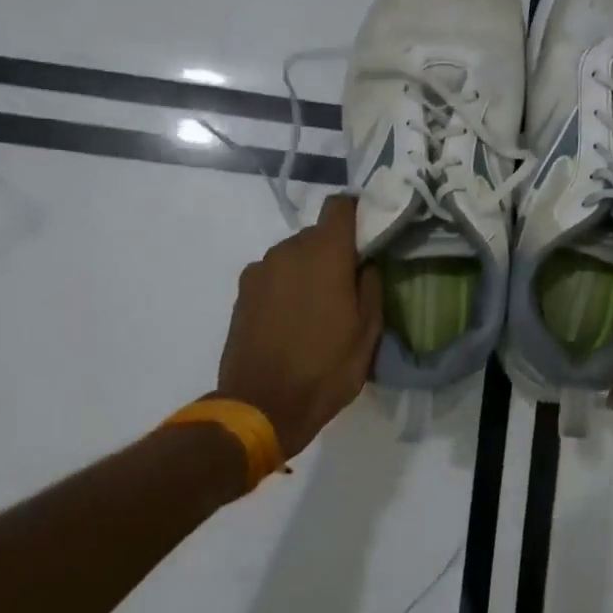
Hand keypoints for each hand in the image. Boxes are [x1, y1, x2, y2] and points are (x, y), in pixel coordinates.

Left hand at [216, 196, 383, 460]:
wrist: (262, 405)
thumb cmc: (325, 368)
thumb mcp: (367, 332)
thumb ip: (371, 287)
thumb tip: (366, 263)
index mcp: (325, 254)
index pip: (340, 206)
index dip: (357, 212)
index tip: (368, 234)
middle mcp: (288, 250)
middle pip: (316, 234)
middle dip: (333, 251)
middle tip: (348, 285)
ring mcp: (260, 270)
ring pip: (293, 255)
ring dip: (308, 270)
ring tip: (317, 308)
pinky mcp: (242, 292)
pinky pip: (273, 275)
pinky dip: (285, 286)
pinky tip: (291, 320)